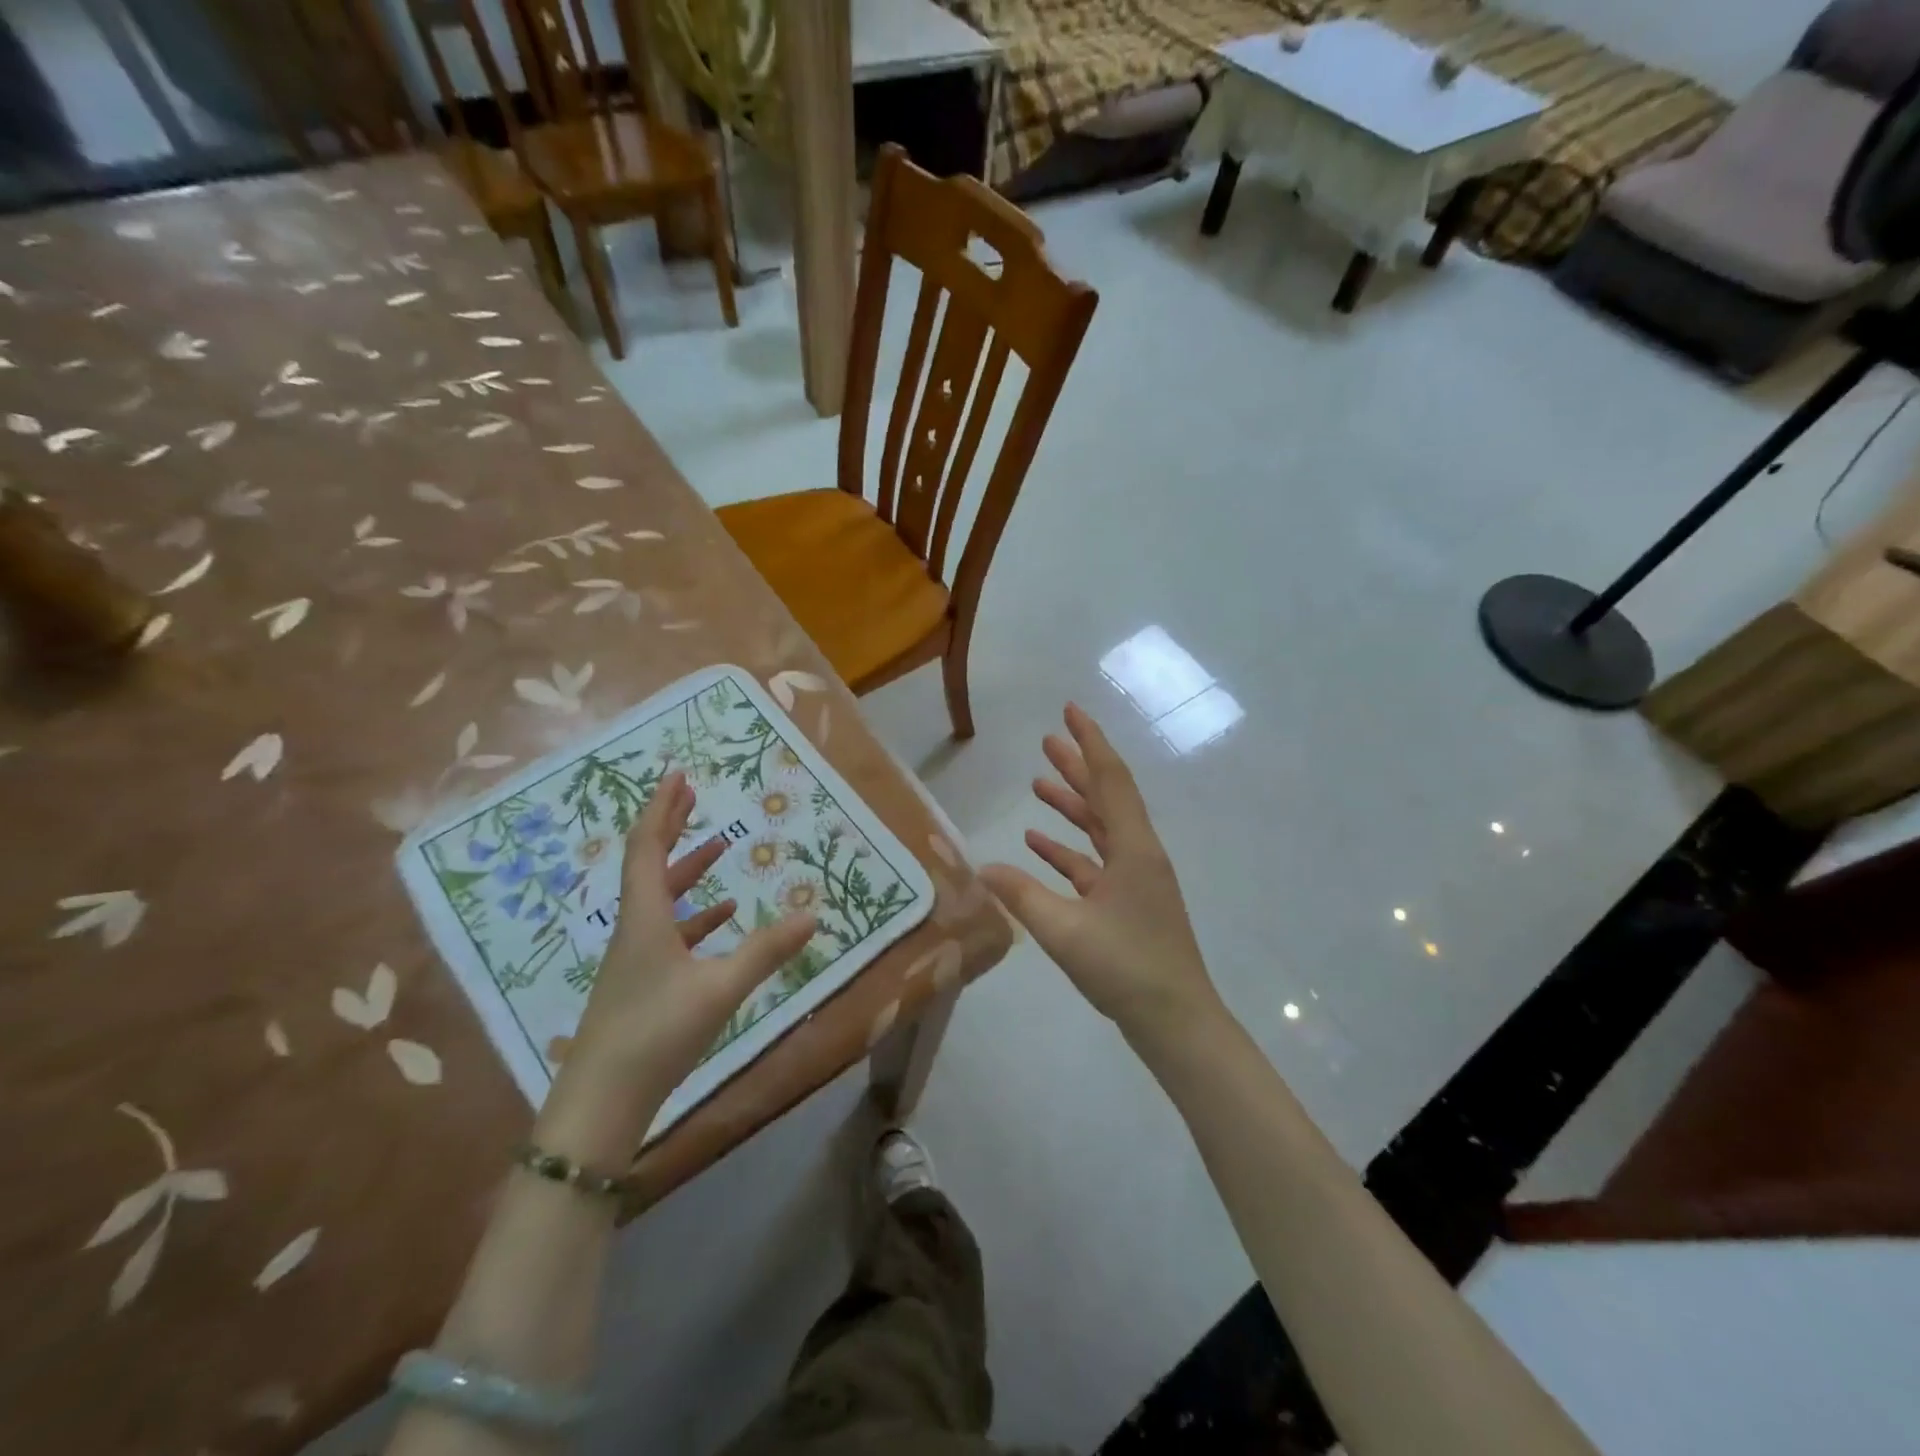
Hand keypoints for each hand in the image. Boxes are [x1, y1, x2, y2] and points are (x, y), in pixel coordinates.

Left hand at [571, 771, 815, 1092]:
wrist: (601, 1104)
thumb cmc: (656, 1034)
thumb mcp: (720, 989)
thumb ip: (766, 951)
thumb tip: (813, 915)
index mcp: (645, 917)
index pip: (646, 847)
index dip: (661, 809)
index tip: (678, 777)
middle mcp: (634, 928)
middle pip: (648, 863)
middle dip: (670, 826)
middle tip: (693, 796)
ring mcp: (635, 957)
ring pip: (660, 898)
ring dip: (686, 869)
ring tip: (719, 848)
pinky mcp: (640, 983)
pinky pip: (668, 931)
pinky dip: (694, 915)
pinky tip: (720, 918)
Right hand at [981, 705, 1225, 1053]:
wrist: (1176, 1022)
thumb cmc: (1126, 968)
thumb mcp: (1065, 930)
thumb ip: (1020, 896)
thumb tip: (979, 868)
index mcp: (1133, 849)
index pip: (1111, 779)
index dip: (1090, 742)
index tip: (1071, 710)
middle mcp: (1138, 855)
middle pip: (1106, 797)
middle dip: (1078, 766)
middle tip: (1047, 740)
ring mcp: (1135, 880)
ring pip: (1100, 829)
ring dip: (1071, 805)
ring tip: (1039, 783)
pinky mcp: (1127, 904)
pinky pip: (1094, 863)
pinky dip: (1068, 850)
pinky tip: (1037, 845)